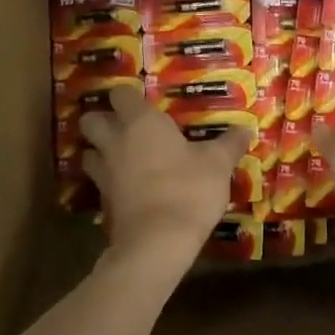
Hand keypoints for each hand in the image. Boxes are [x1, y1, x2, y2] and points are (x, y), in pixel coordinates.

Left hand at [79, 85, 250, 257]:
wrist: (158, 241)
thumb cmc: (188, 190)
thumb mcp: (218, 165)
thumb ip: (229, 144)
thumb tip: (246, 128)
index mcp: (141, 123)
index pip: (120, 93)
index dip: (128, 96)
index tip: (144, 104)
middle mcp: (116, 141)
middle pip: (90, 120)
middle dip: (102, 121)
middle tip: (125, 128)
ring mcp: (104, 173)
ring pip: (88, 152)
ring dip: (99, 152)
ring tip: (121, 158)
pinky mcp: (102, 202)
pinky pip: (98, 183)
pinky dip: (108, 183)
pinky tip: (127, 189)